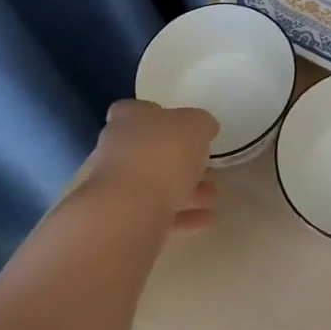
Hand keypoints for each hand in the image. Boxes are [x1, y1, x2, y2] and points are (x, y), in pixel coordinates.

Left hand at [80, 99, 218, 232]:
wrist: (129, 211)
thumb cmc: (162, 153)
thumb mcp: (196, 125)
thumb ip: (201, 124)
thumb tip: (204, 129)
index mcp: (129, 118)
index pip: (139, 110)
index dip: (163, 117)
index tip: (187, 129)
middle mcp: (117, 148)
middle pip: (152, 149)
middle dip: (183, 160)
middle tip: (210, 169)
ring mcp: (117, 186)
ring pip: (156, 183)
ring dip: (187, 190)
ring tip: (214, 198)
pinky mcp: (122, 218)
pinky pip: (157, 212)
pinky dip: (182, 215)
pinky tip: (207, 219)